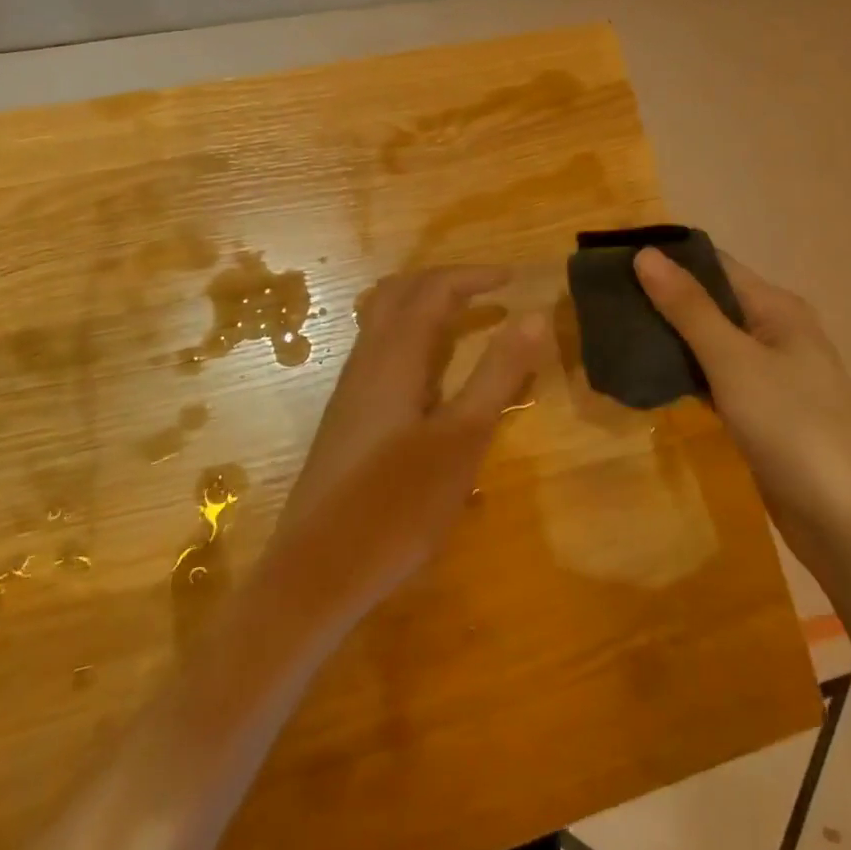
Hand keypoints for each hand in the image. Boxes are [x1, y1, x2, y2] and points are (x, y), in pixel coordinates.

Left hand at [265, 268, 546, 619]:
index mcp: (395, 355)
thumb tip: (533, 315)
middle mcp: (367, 360)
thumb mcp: (462, 439)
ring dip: (425, 308)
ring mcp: (351, 389)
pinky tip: (434, 378)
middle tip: (487, 290)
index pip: (434, 289)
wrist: (317, 573)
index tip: (513, 279)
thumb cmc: (397, 504)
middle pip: (400, 293)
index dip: (474, 276)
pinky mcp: (347, 417)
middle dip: (444, 281)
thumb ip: (497, 374)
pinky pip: (381, 351)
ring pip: (383, 321)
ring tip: (466, 322)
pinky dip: (412, 339)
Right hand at [632, 249, 850, 566]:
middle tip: (603, 300)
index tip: (614, 260)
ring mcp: (769, 376)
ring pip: (708, 343)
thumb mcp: (735, 361)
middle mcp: (775, 333)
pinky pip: (713, 379)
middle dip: (661, 299)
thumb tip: (645, 253)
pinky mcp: (760, 414)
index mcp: (777, 309)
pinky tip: (646, 376)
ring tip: (613, 332)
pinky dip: (683, 374)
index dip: (667, 259)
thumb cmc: (795, 428)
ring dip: (668, 337)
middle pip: (710, 302)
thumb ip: (689, 308)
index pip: (714, 265)